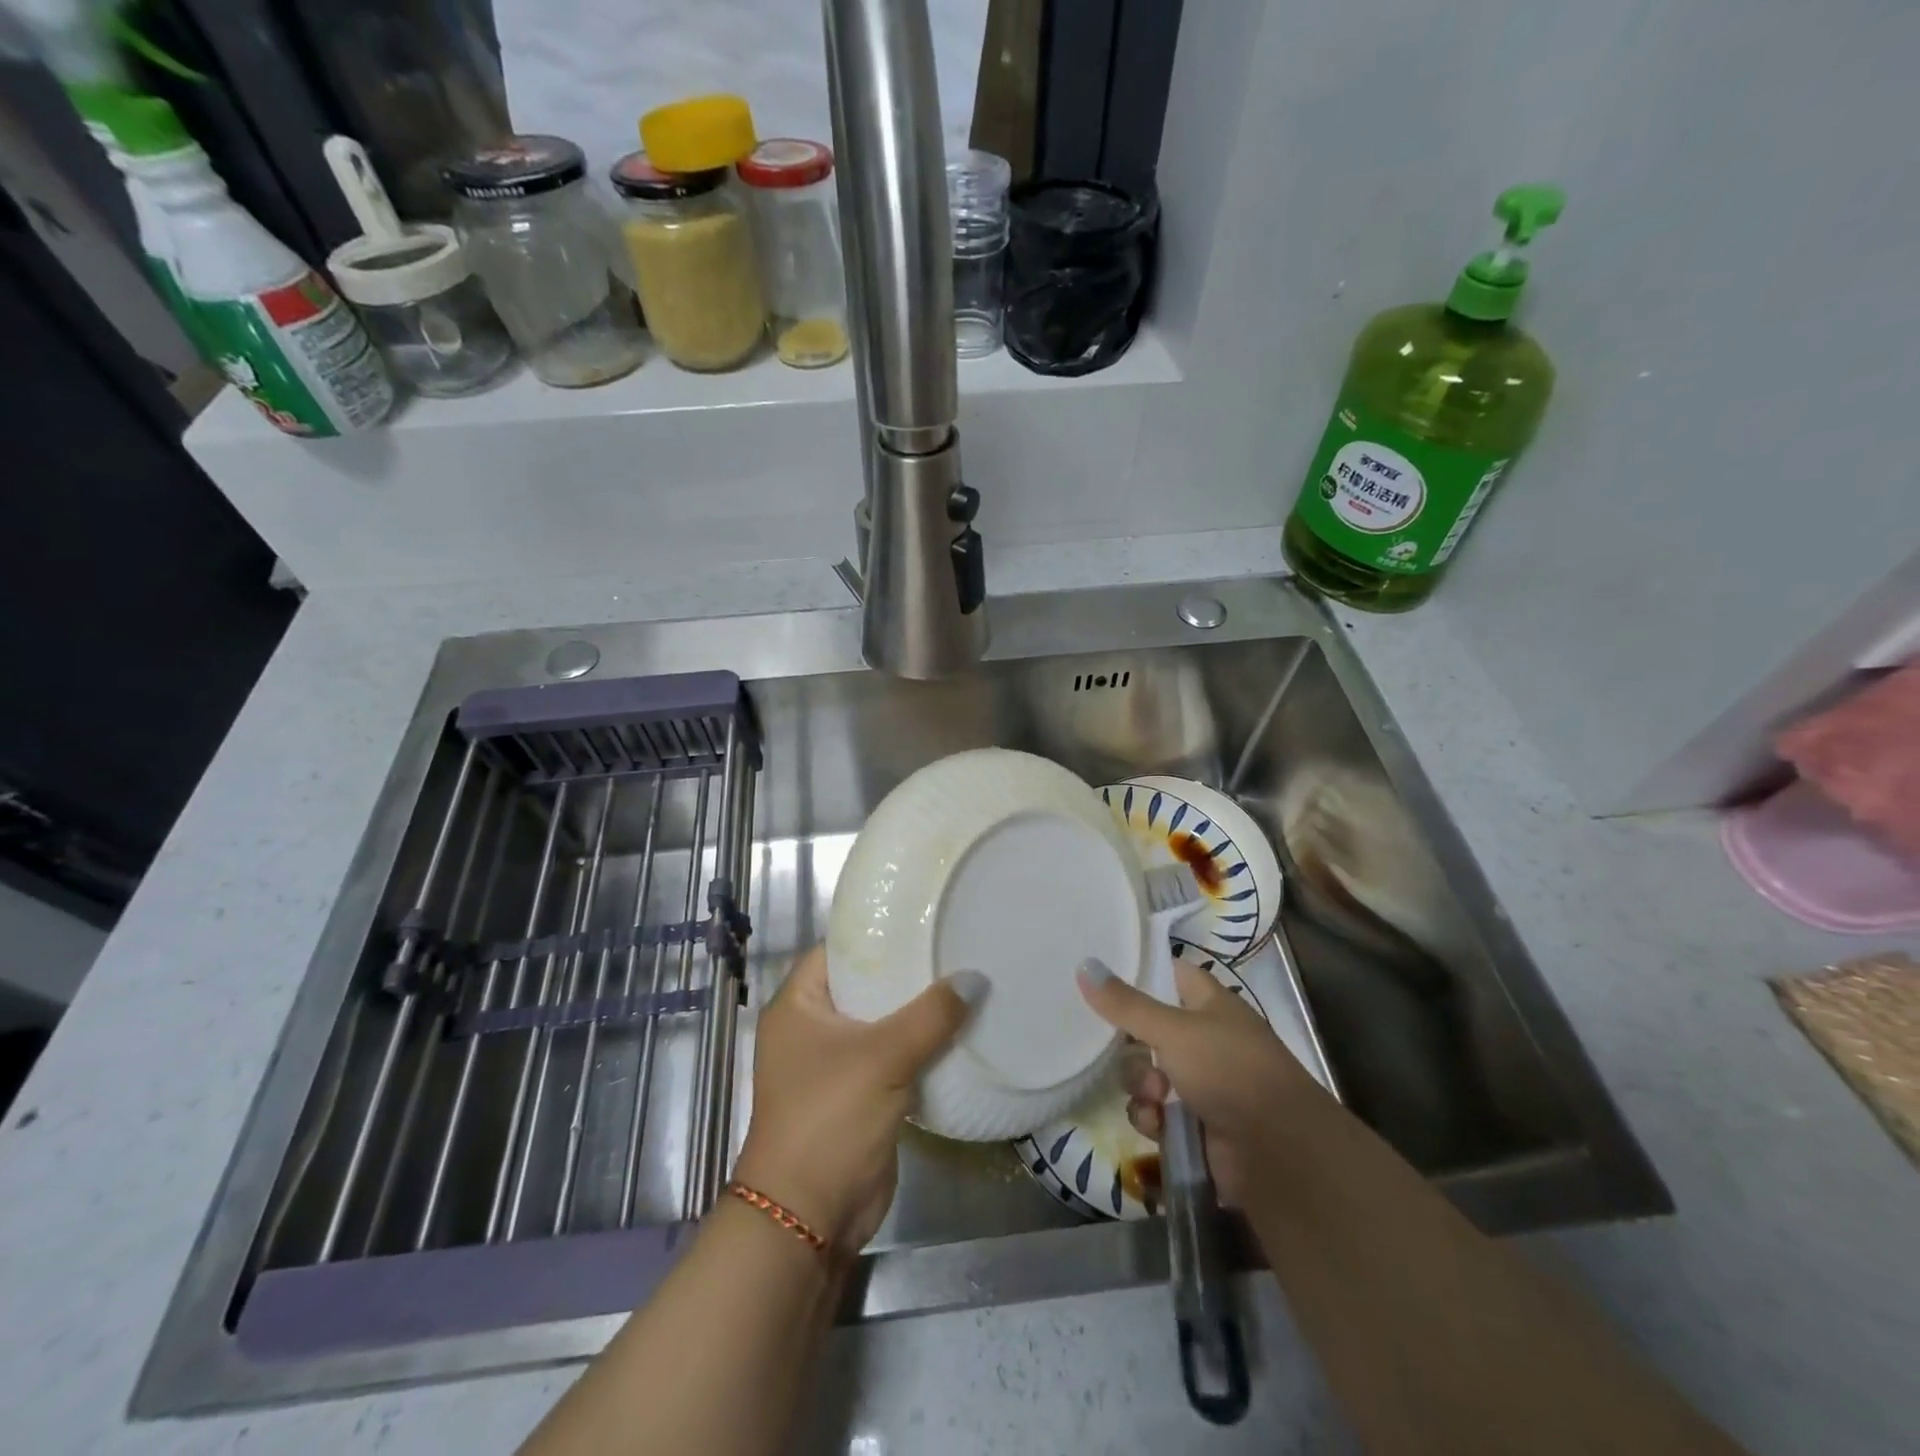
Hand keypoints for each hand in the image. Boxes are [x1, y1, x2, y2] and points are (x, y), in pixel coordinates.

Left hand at [732, 946, 983, 1252]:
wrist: (809, 1216)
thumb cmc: (830, 1118)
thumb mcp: (883, 1057)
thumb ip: (931, 1015)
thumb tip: (975, 979)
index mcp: (798, 1005)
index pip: (838, 949)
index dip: (876, 933)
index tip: (921, 919)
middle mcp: (812, 1027)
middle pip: (864, 985)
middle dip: (907, 973)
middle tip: (954, 947)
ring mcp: (834, 1062)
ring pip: (883, 1022)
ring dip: (918, 1011)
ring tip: (966, 982)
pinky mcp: (858, 1093)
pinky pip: (893, 1056)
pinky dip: (920, 1045)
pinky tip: (959, 1030)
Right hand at [1077, 955, 1314, 1205]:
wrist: (1278, 1154)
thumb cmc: (1229, 1071)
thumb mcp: (1172, 1030)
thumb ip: (1125, 1003)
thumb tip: (1084, 963)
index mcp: (1208, 1003)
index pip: (1166, 974)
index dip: (1137, 975)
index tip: (1100, 979)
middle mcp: (1204, 1038)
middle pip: (1146, 1029)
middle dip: (1131, 1047)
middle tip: (1130, 1051)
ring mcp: (1200, 1082)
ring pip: (1146, 1073)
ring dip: (1141, 1086)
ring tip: (1156, 1099)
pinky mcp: (1193, 1123)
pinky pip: (1155, 1111)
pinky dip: (1152, 1118)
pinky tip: (1159, 1126)